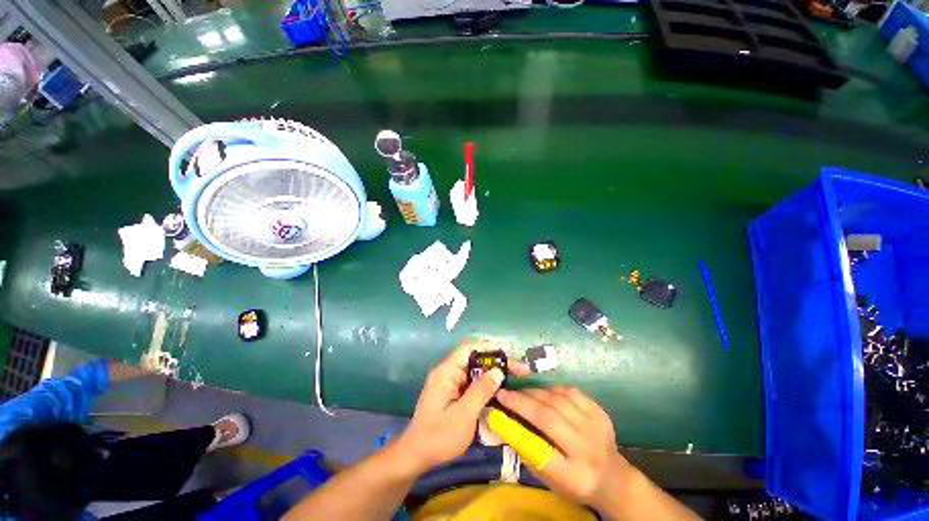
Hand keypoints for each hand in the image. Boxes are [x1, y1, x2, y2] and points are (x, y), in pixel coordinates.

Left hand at [395, 342, 529, 473]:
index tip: (508, 351)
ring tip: (514, 376)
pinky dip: (485, 385)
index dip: (488, 347)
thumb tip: (498, 371)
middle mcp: (448, 373)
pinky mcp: (452, 394)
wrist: (416, 456)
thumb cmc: (439, 436)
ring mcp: (450, 383)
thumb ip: (481, 390)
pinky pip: (471, 383)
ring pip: (474, 372)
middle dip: (495, 362)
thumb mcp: (464, 414)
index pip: (468, 349)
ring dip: (492, 374)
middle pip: (474, 359)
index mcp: (447, 372)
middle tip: (519, 368)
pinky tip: (499, 390)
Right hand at [496, 386, 633, 509]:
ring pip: (558, 400)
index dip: (517, 421)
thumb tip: (505, 422)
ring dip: (535, 392)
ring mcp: (595, 427)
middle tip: (505, 392)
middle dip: (522, 401)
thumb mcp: (549, 478)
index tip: (498, 404)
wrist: (613, 478)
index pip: (539, 446)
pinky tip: (543, 391)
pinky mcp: (600, 412)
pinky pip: (571, 392)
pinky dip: (553, 388)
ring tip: (522, 391)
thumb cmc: (574, 482)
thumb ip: (528, 451)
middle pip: (548, 417)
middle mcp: (585, 449)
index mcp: (571, 474)